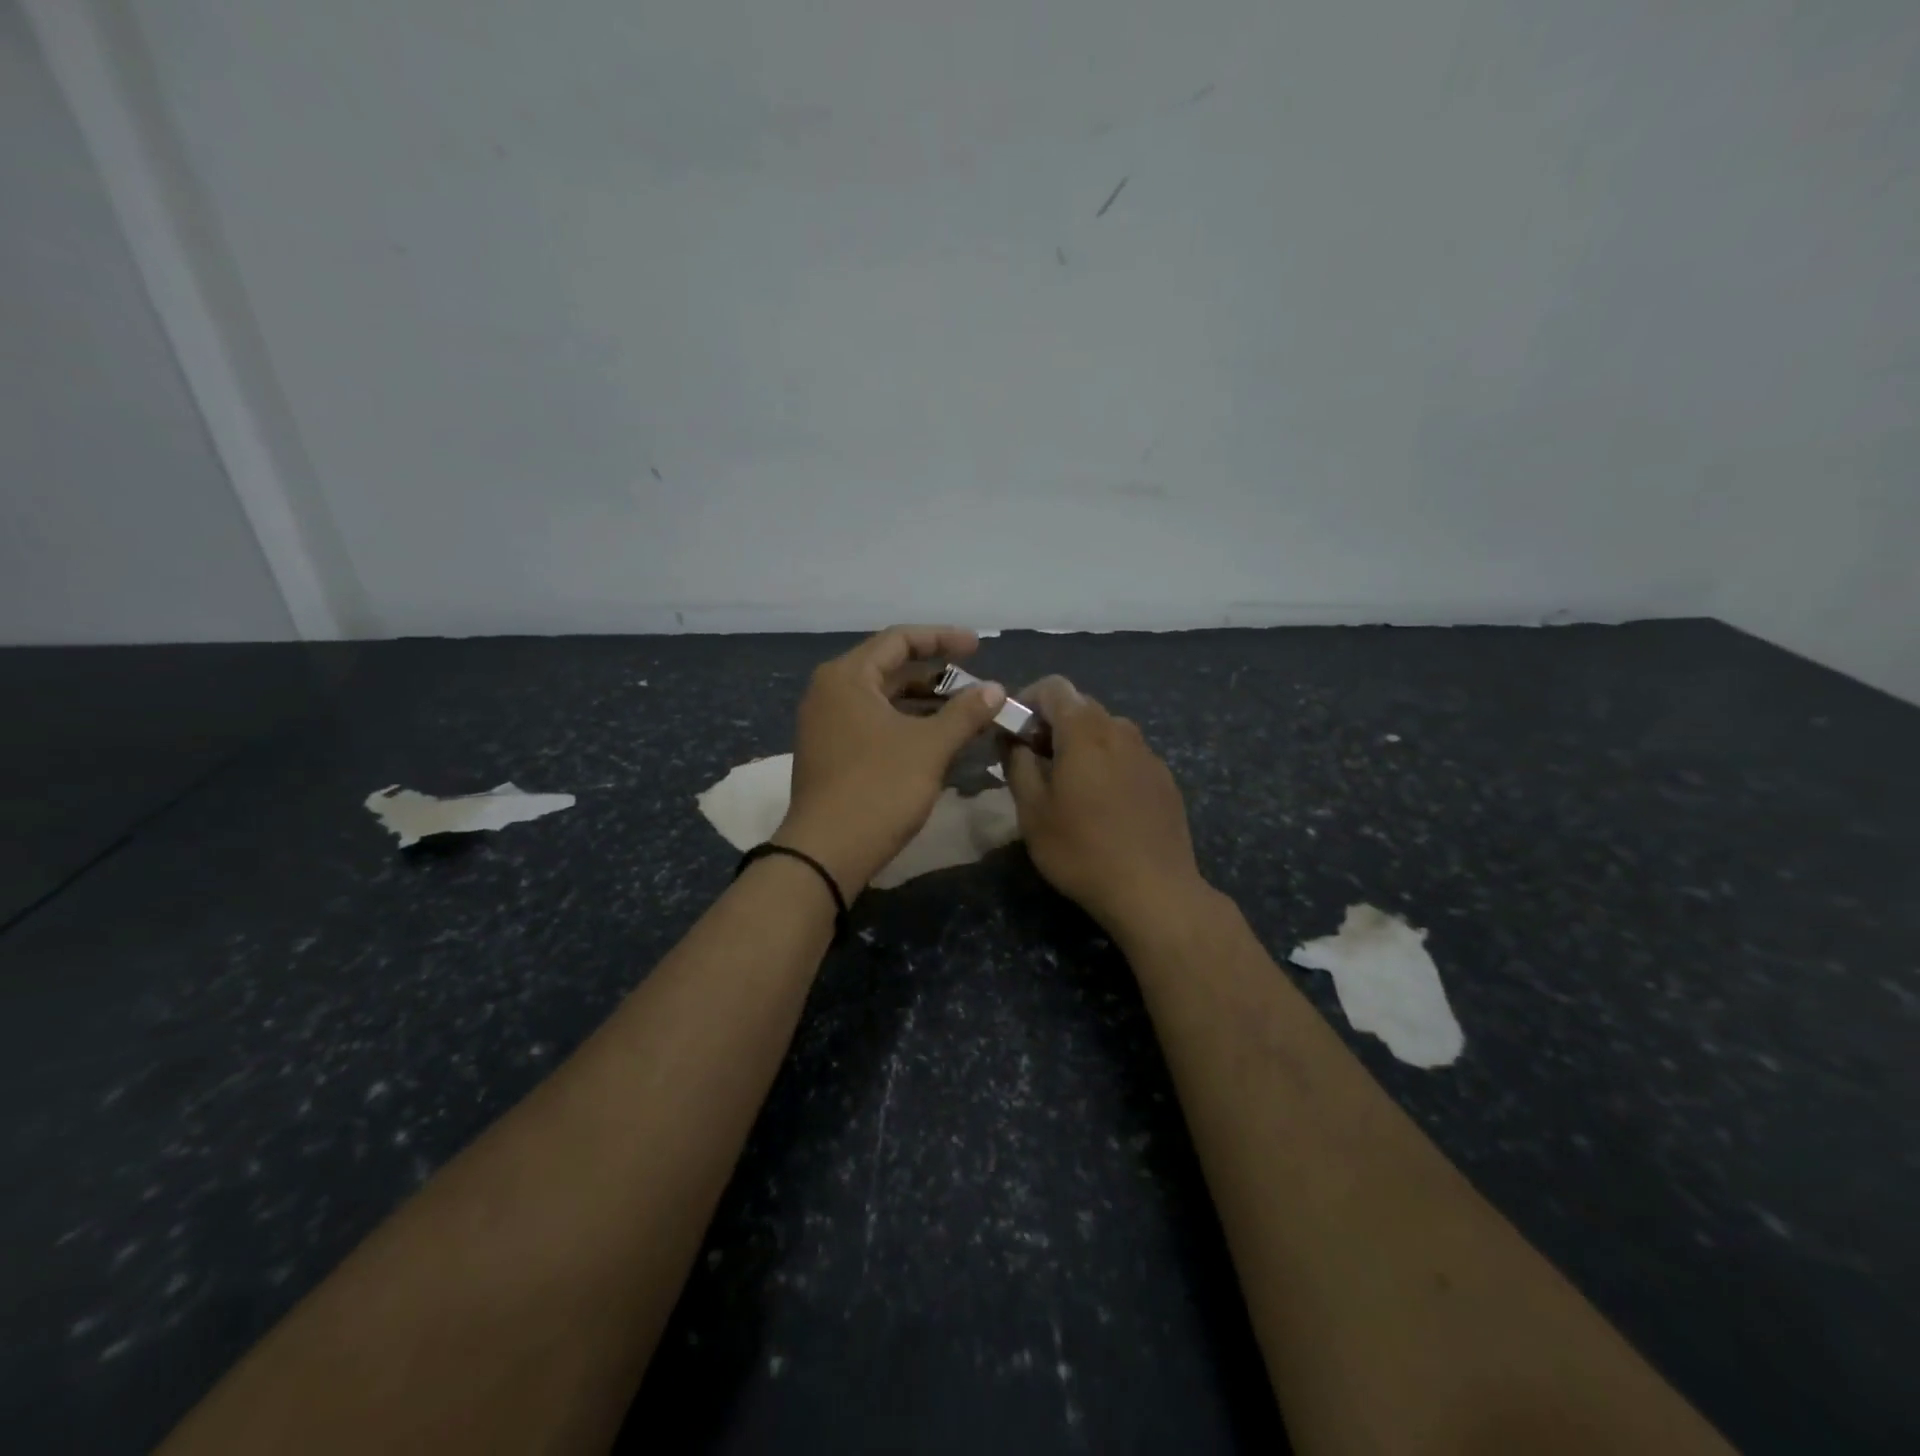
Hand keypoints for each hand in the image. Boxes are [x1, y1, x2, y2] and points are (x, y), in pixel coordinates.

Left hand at [775, 626, 1007, 895]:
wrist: (827, 853)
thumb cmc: (879, 789)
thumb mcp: (930, 747)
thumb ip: (966, 712)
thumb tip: (996, 688)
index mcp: (847, 677)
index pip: (899, 640)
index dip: (942, 639)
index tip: (978, 647)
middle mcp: (830, 692)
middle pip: (890, 669)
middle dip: (936, 675)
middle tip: (975, 684)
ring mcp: (827, 724)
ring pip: (884, 700)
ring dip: (925, 703)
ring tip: (966, 713)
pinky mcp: (831, 752)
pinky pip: (874, 723)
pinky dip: (907, 725)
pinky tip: (938, 740)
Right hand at [1002, 677, 1210, 937]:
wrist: (1154, 891)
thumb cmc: (1081, 850)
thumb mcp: (1032, 811)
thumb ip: (1017, 764)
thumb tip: (1011, 738)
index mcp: (1084, 732)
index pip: (1053, 687)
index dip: (1027, 700)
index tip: (1014, 732)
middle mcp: (1120, 730)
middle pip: (1081, 706)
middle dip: (1052, 724)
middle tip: (1035, 762)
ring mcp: (1148, 754)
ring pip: (1106, 730)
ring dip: (1081, 744)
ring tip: (1069, 785)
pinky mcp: (1164, 778)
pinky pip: (1128, 755)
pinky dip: (1108, 763)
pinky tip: (1104, 805)